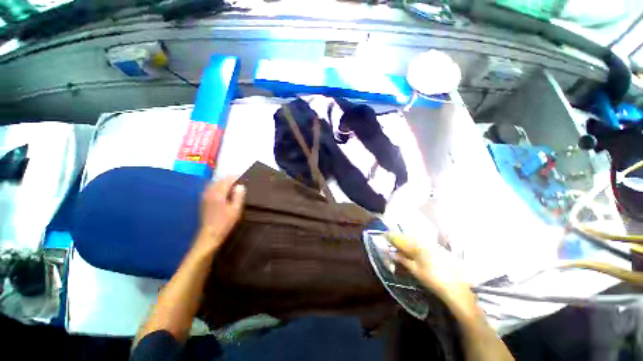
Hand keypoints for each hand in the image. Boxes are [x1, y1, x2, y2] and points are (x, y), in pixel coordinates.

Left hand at [196, 176, 245, 253]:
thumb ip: (239, 196)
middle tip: (239, 182)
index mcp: (218, 194)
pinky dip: (218, 187)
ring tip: (232, 186)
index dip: (234, 177)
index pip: (226, 180)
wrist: (210, 234)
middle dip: (229, 179)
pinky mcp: (203, 201)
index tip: (242, 177)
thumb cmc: (225, 222)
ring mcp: (205, 196)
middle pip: (219, 180)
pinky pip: (210, 188)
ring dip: (223, 183)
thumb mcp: (236, 209)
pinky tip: (223, 192)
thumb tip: (240, 186)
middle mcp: (209, 193)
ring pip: (214, 184)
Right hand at [388, 233, 475, 312]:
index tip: (384, 235)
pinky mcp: (439, 250)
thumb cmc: (433, 280)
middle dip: (398, 238)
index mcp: (417, 247)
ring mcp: (433, 246)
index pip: (401, 239)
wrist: (456, 288)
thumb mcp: (415, 270)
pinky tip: (414, 249)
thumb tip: (394, 254)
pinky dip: (415, 244)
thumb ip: (403, 260)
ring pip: (415, 240)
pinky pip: (422, 243)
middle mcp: (425, 243)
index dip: (392, 237)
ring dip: (406, 241)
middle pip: (408, 238)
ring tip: (400, 244)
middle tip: (390, 239)